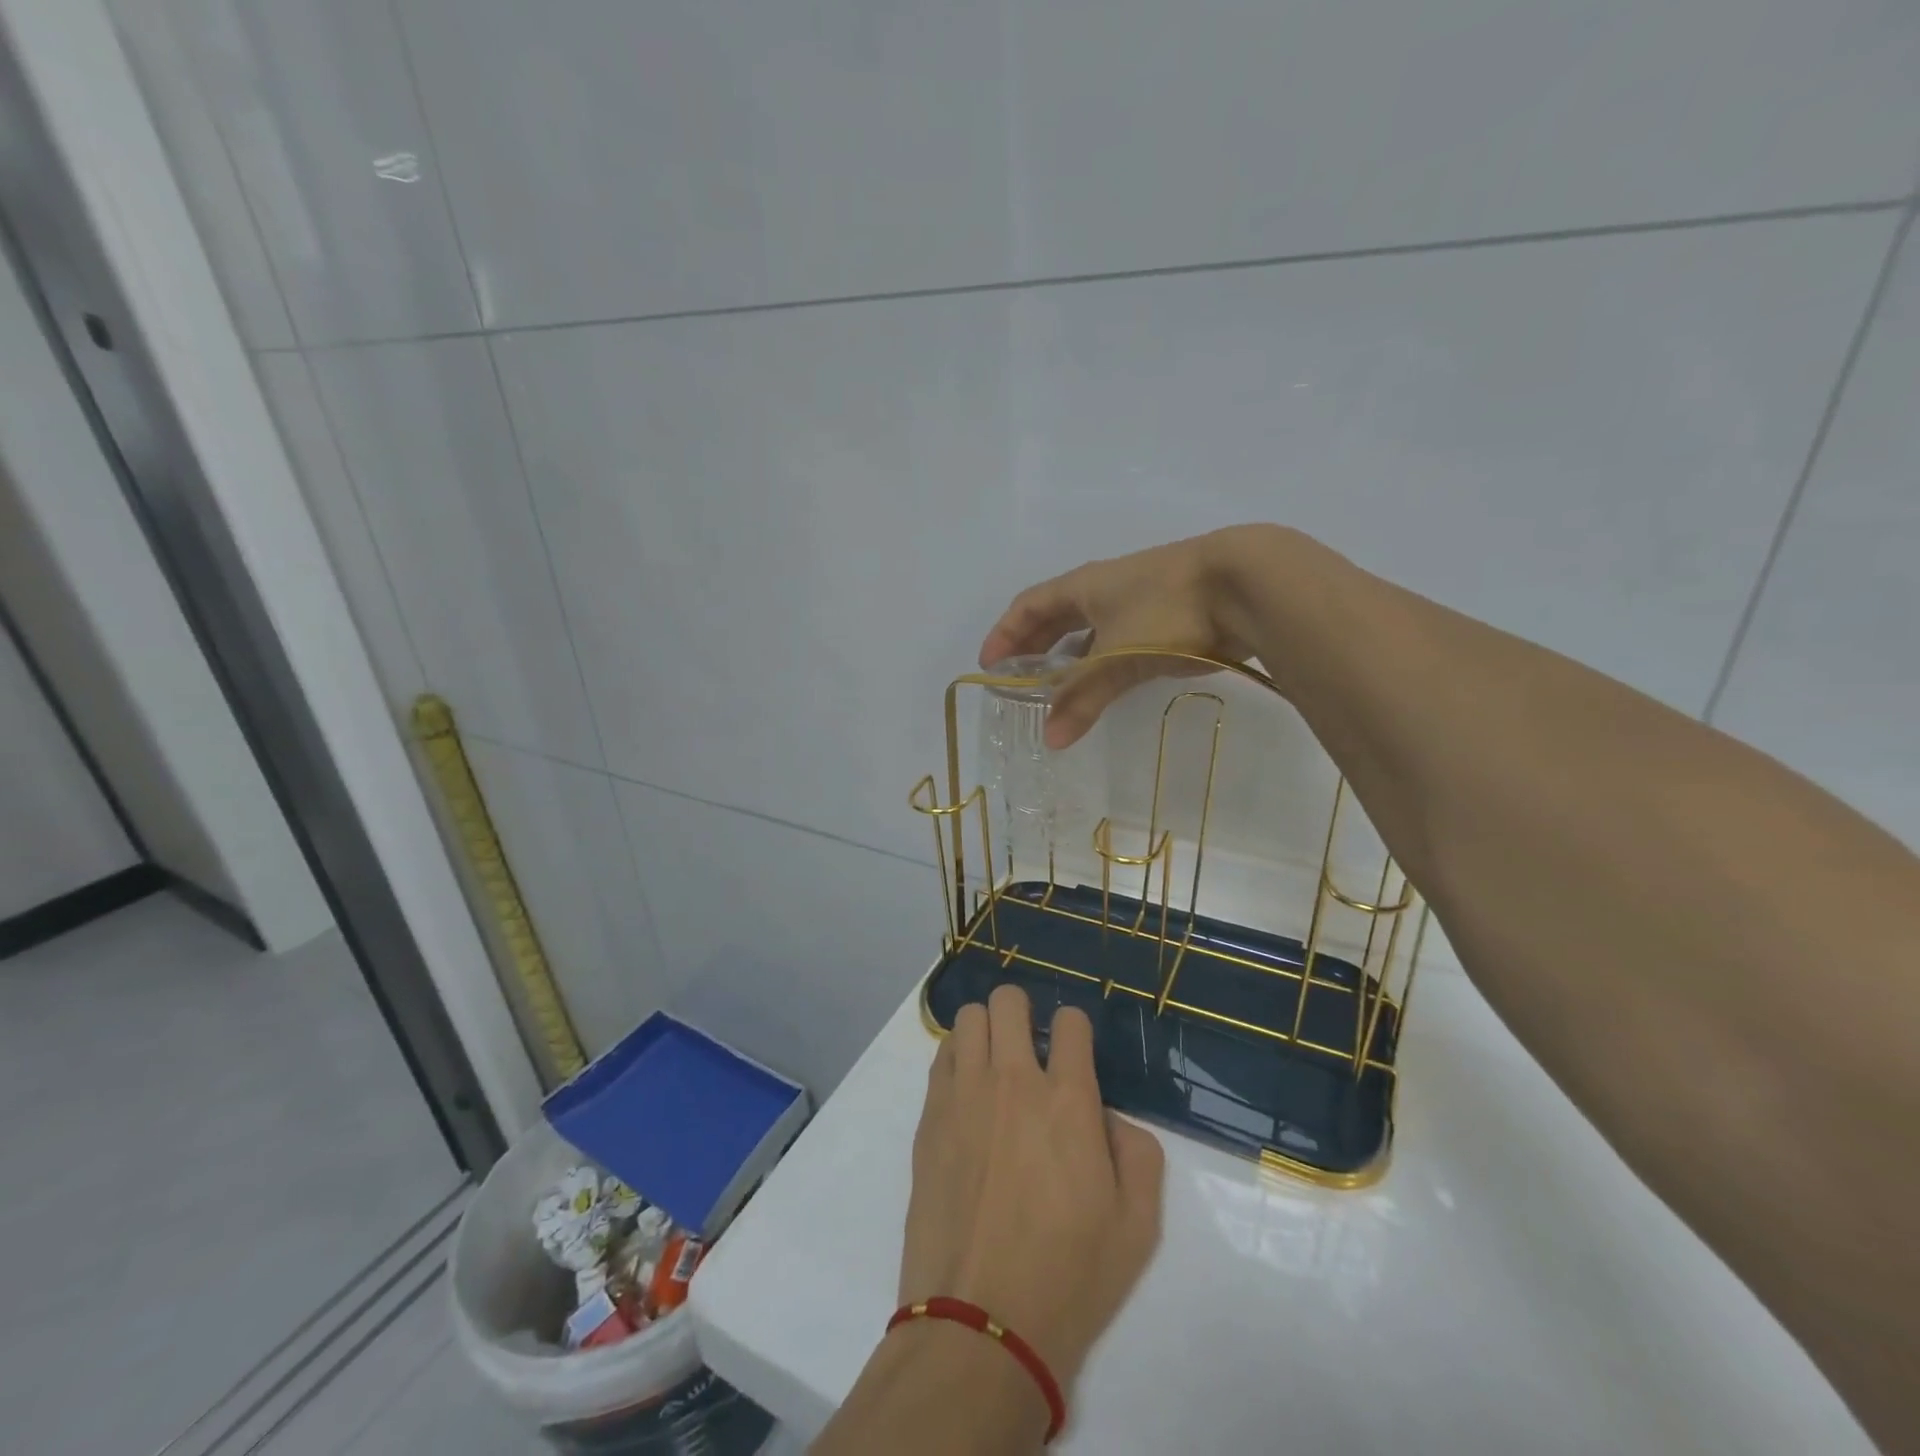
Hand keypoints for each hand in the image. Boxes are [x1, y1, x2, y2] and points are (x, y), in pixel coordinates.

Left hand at [900, 985, 1164, 1393]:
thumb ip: (1137, 1151)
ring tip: (994, 1064)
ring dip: (986, 1030)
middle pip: (1009, 1000)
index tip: (1073, 1054)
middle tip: (1029, 1046)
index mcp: (1069, 1100)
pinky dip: (957, 1058)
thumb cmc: (1069, 1277)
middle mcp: (1014, 1081)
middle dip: (1023, 1012)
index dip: (1075, 1030)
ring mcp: (965, 1094)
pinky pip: (940, 1056)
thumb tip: (1106, 1116)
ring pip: (968, 1018)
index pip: (1070, 1021)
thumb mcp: (1138, 1225)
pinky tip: (967, 1092)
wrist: (980, 1323)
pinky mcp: (930, 1117)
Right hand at [979, 526, 1280, 747]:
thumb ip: (1081, 696)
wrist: (1248, 585)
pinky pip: (1121, 643)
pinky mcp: (1170, 620)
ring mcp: (1140, 602)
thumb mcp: (1116, 655)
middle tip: (1018, 680)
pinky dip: (1104, 665)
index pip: (1029, 606)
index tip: (989, 667)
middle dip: (1034, 647)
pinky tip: (1106, 684)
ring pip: (1092, 632)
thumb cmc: (1167, 610)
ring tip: (1058, 690)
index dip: (1005, 634)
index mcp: (1084, 585)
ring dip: (1070, 660)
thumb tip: (1049, 739)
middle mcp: (1107, 589)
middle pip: (1057, 617)